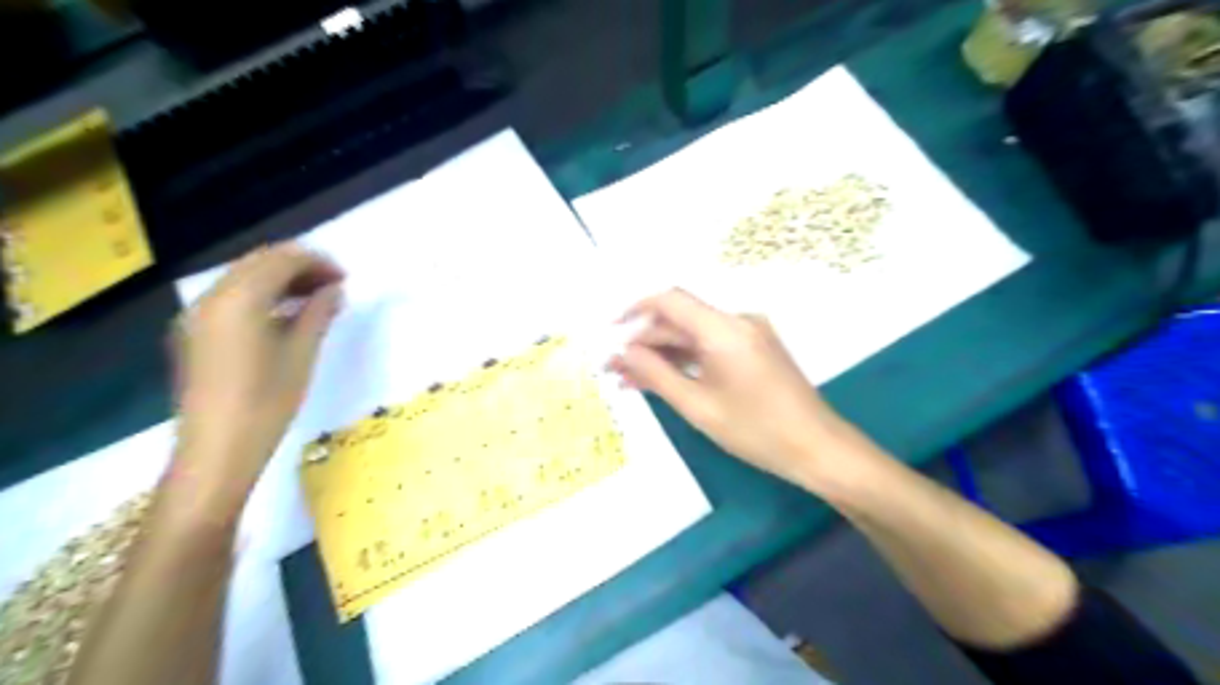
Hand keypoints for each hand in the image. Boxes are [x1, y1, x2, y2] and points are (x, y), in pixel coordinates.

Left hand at [172, 245, 344, 498]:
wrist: (217, 449)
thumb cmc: (267, 401)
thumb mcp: (301, 353)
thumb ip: (318, 313)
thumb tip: (334, 290)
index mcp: (238, 299)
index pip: (280, 260)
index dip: (316, 262)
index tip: (345, 277)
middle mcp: (210, 298)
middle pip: (258, 263)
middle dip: (298, 267)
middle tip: (334, 285)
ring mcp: (197, 316)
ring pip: (243, 279)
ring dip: (280, 280)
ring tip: (316, 299)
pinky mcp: (194, 334)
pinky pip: (231, 298)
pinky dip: (261, 296)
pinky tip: (285, 315)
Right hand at [616, 289, 872, 491]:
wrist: (818, 448)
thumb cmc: (757, 431)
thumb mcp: (698, 406)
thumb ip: (656, 374)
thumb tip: (623, 352)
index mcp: (724, 328)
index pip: (670, 300)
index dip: (635, 310)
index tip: (611, 333)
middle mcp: (737, 321)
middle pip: (680, 320)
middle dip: (645, 343)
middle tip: (616, 371)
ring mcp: (749, 334)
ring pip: (694, 335)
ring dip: (664, 354)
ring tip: (632, 382)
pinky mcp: (755, 349)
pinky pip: (712, 346)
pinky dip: (687, 360)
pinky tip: (665, 381)